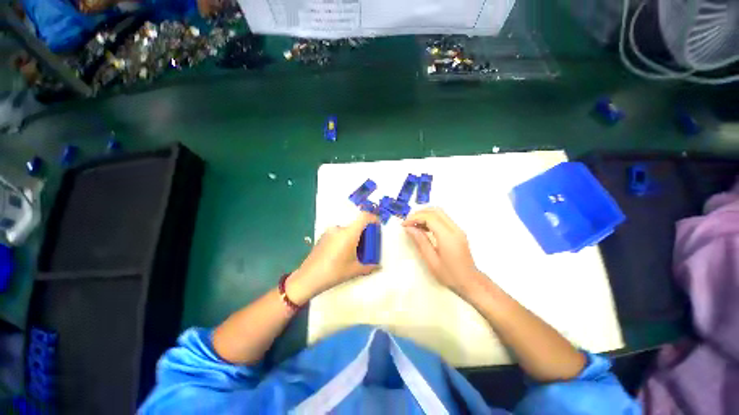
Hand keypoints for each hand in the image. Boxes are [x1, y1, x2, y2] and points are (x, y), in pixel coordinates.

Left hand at [287, 212, 379, 303]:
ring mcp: (329, 231)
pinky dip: (344, 239)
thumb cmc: (334, 272)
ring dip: (353, 237)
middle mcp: (339, 228)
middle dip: (364, 233)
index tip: (377, 226)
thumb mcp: (354, 270)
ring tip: (353, 252)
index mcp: (349, 233)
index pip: (364, 217)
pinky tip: (341, 253)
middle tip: (366, 246)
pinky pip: (338, 233)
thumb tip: (379, 266)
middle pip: (356, 225)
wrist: (308, 278)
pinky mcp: (323, 236)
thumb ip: (369, 266)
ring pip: (347, 230)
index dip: (373, 218)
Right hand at [402, 208, 483, 295]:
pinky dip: (431, 219)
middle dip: (419, 213)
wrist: (470, 282)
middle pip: (435, 211)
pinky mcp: (457, 231)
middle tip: (408, 223)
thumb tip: (409, 228)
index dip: (415, 218)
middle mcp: (455, 229)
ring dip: (425, 215)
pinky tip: (423, 228)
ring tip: (413, 225)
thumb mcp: (432, 261)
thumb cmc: (450, 275)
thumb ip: (421, 242)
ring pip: (439, 212)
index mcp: (448, 237)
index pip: (430, 217)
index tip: (404, 225)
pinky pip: (443, 218)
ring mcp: (458, 229)